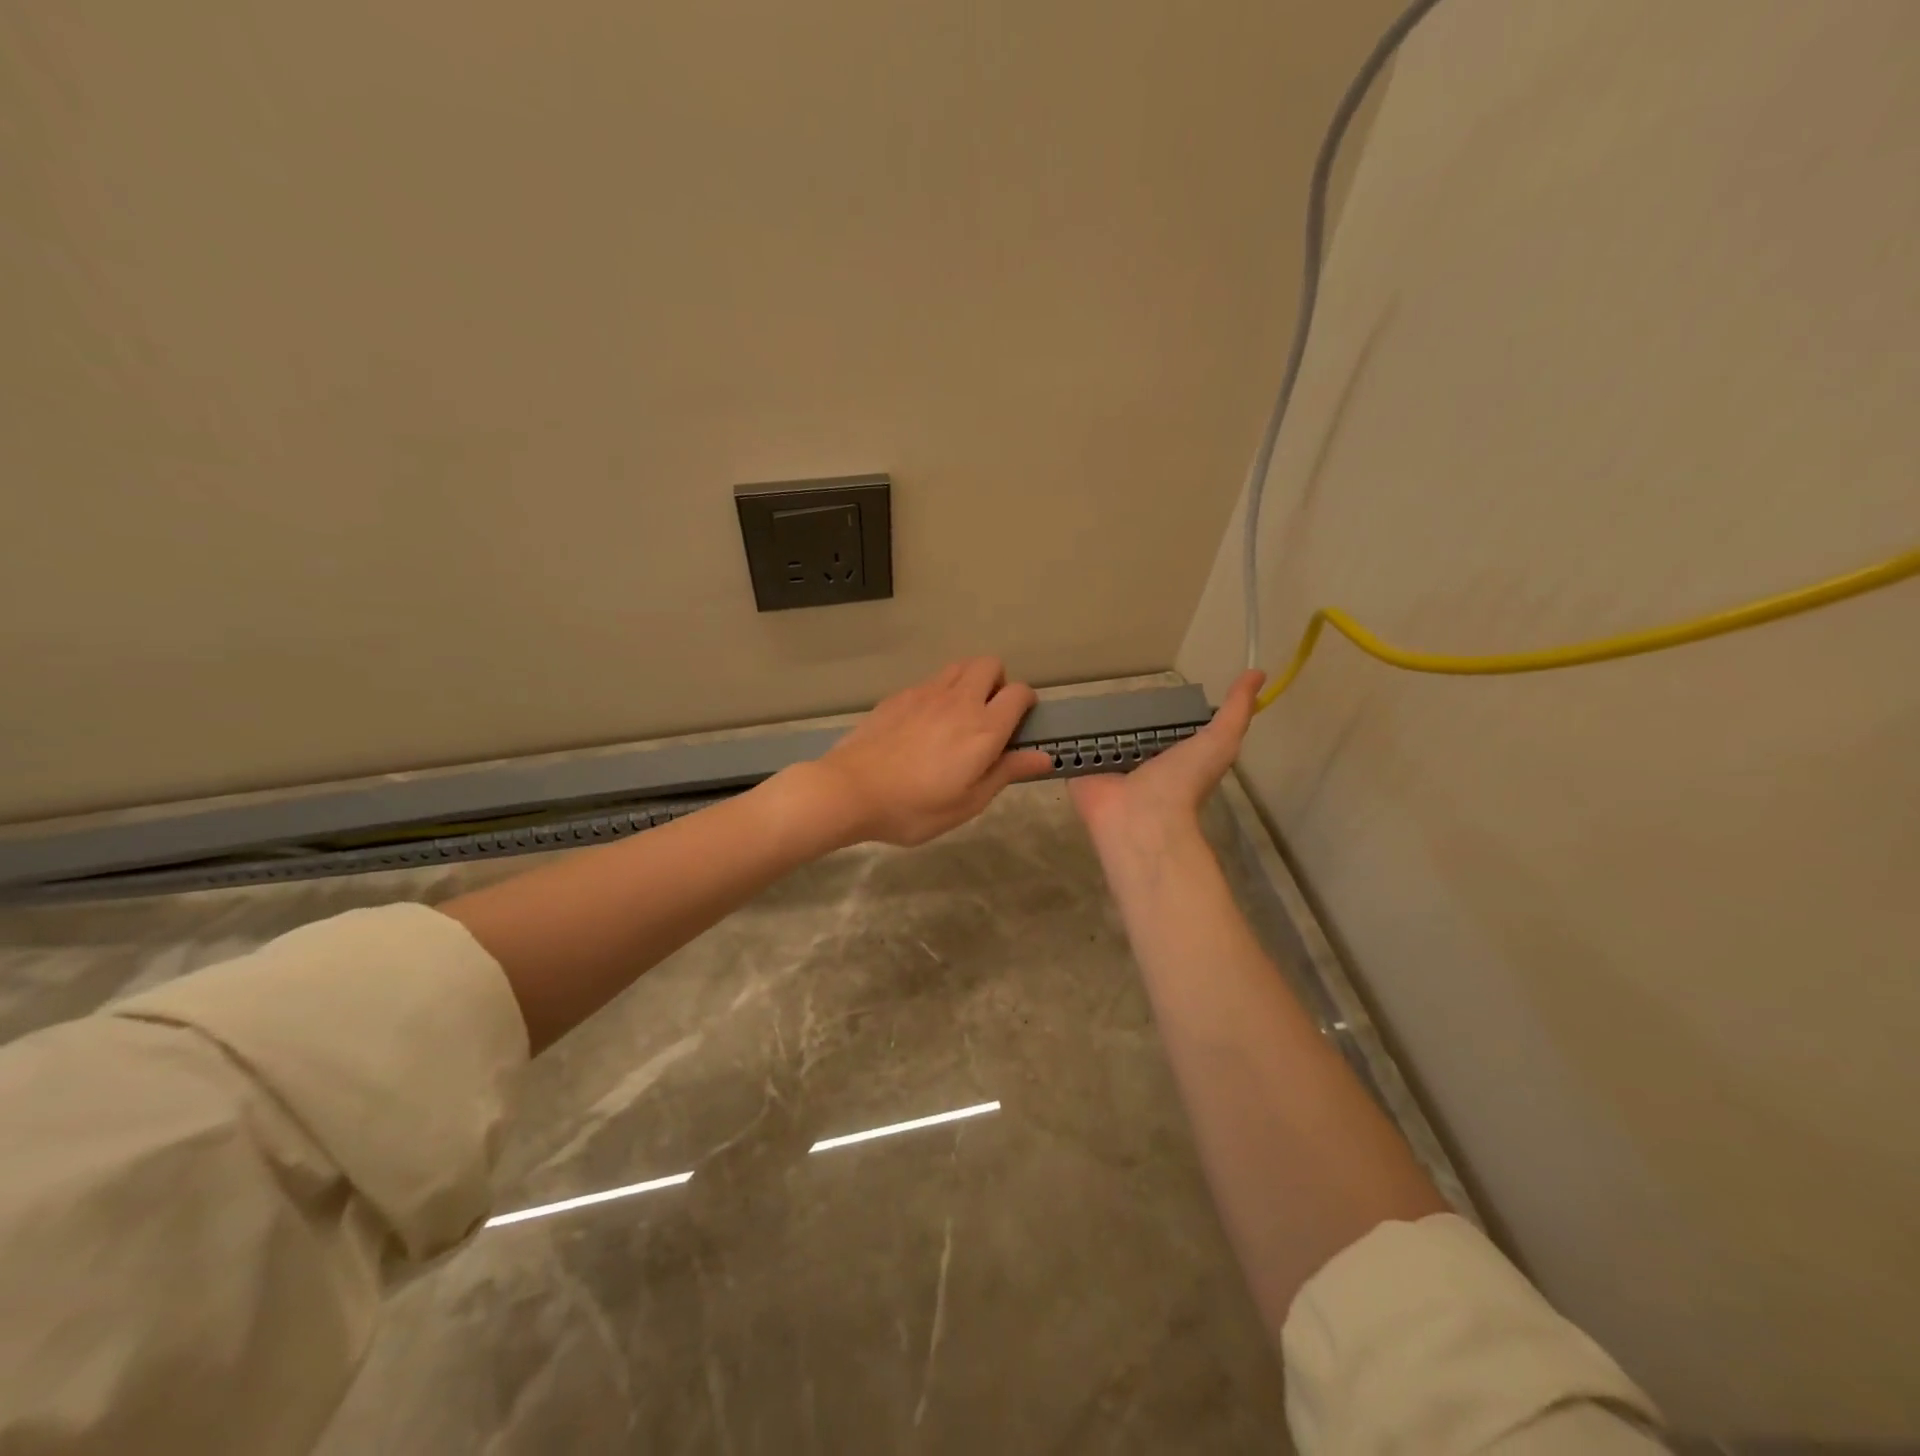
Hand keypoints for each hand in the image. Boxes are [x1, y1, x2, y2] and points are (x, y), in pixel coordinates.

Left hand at [810, 658, 1056, 847]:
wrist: (850, 790)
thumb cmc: (914, 807)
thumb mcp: (968, 802)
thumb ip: (1007, 772)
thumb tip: (1045, 757)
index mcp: (984, 728)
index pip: (1019, 693)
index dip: (1026, 703)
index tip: (1020, 724)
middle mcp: (959, 701)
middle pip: (990, 664)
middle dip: (998, 682)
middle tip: (989, 716)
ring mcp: (925, 693)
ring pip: (959, 666)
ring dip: (969, 681)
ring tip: (958, 716)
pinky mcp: (898, 696)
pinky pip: (930, 681)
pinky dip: (938, 693)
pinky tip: (923, 725)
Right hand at [1069, 671, 1265, 858]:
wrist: (1141, 817)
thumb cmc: (1182, 781)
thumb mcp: (1220, 741)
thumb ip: (1236, 710)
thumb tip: (1256, 673)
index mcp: (1171, 755)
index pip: (1163, 725)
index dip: (1160, 707)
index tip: (1149, 683)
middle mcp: (1139, 761)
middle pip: (1128, 729)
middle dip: (1119, 712)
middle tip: (1105, 685)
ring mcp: (1106, 766)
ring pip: (1097, 736)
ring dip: (1089, 720)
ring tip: (1075, 692)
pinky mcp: (1078, 770)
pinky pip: (1068, 748)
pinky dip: (1061, 734)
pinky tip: (1051, 713)